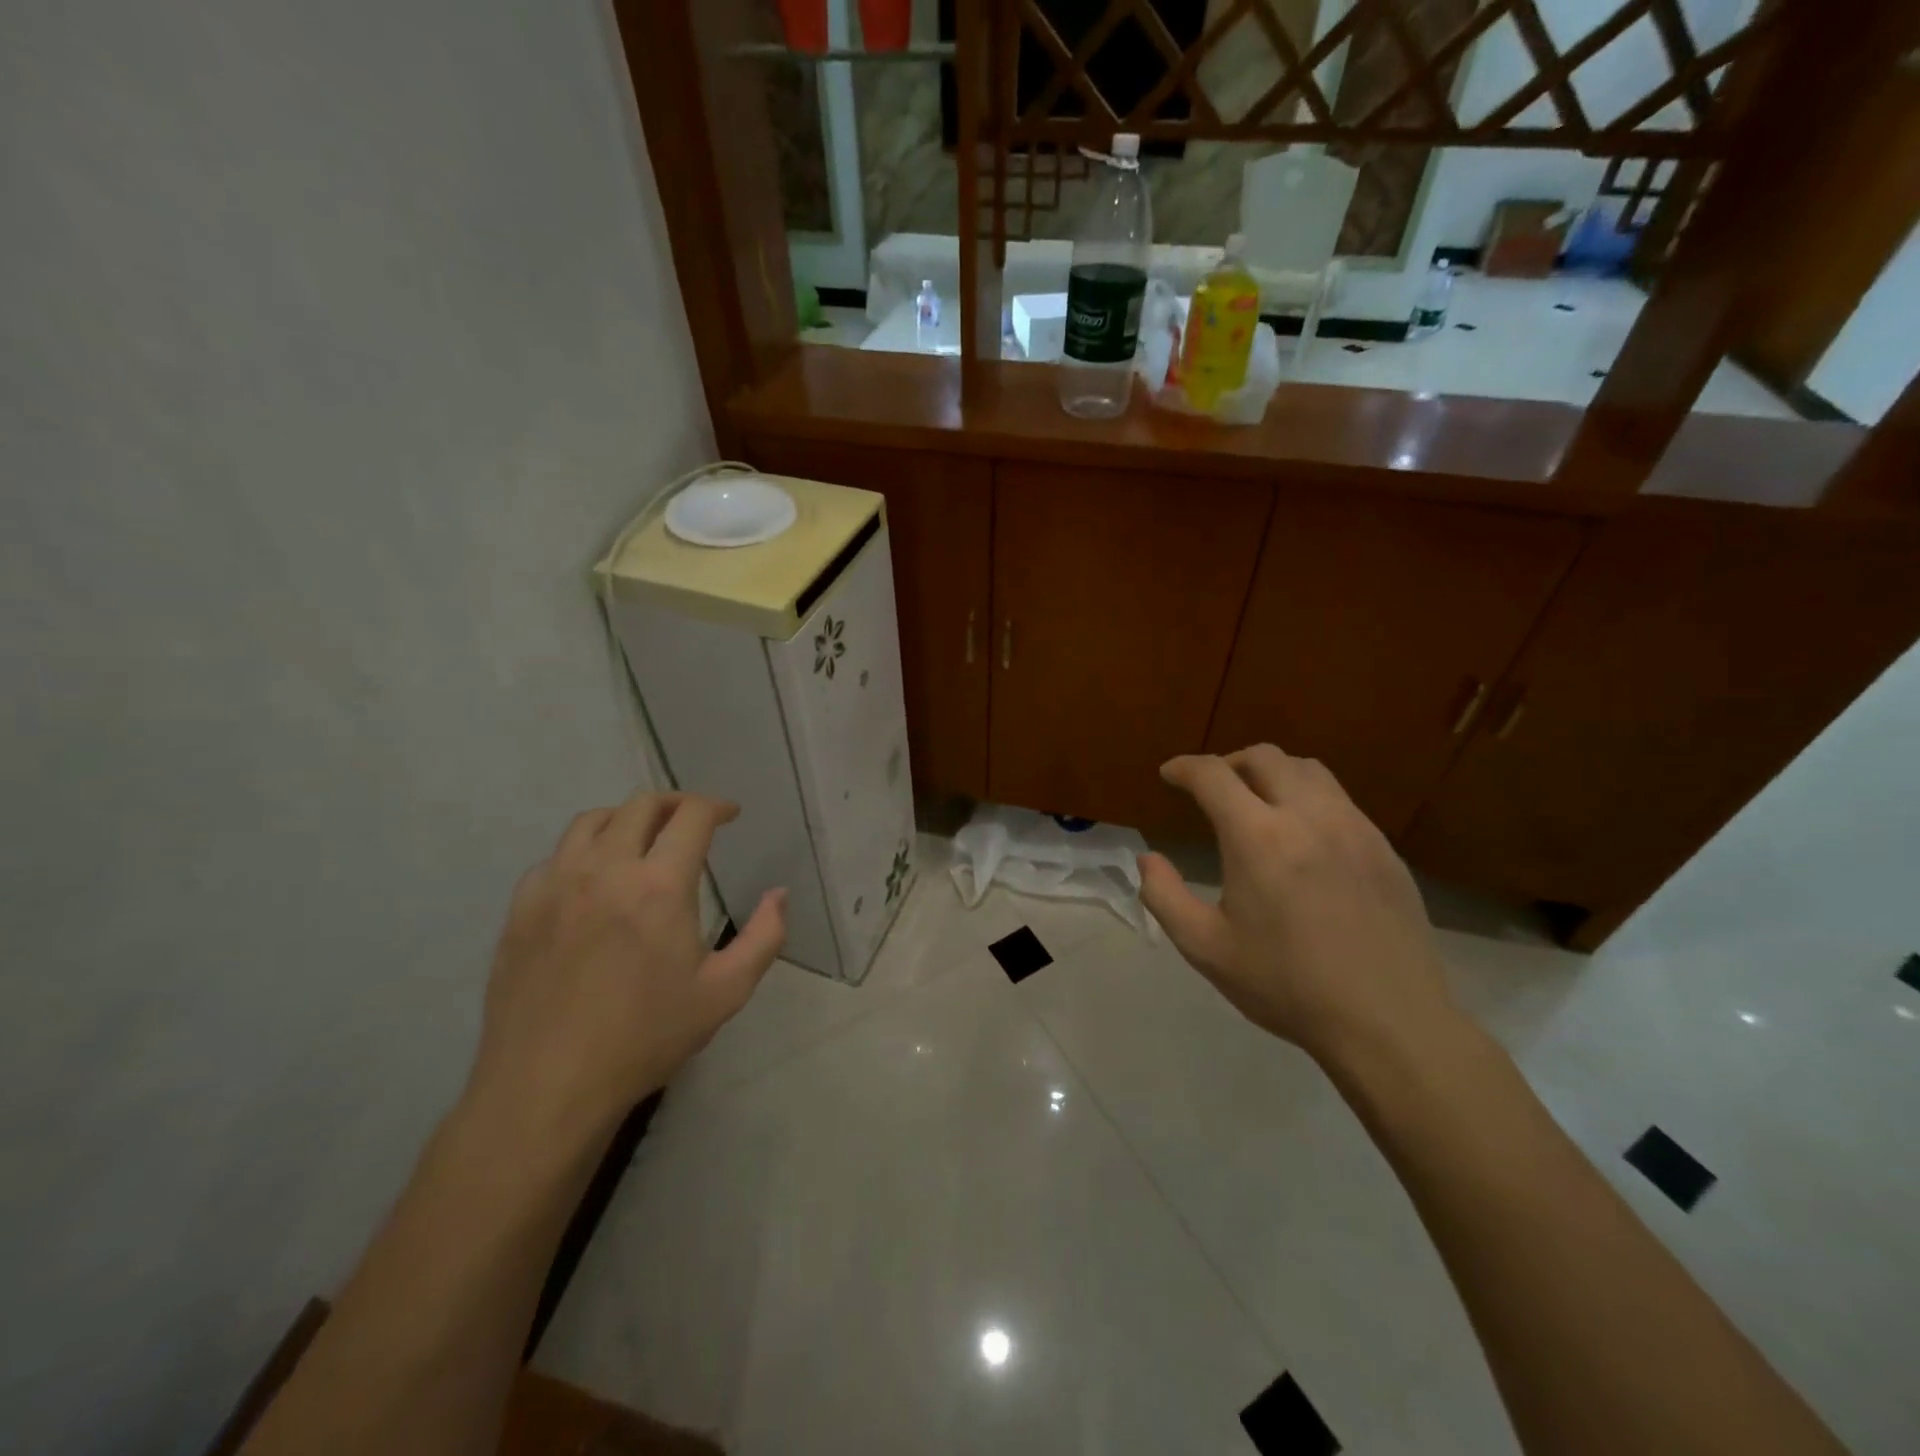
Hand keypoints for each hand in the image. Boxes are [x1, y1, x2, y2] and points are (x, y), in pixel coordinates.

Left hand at [464, 791, 785, 1143]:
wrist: (547, 1087)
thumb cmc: (645, 1038)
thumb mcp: (725, 993)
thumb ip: (764, 937)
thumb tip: (779, 894)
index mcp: (658, 886)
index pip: (690, 816)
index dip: (716, 805)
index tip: (730, 815)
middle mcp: (605, 870)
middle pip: (640, 805)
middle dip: (675, 803)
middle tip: (692, 820)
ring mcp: (555, 886)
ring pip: (591, 821)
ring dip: (626, 818)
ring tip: (643, 839)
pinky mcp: (521, 909)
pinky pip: (555, 857)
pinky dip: (583, 851)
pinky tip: (593, 880)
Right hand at [1138, 745, 1455, 1065]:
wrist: (1388, 1022)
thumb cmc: (1286, 986)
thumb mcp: (1205, 948)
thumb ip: (1164, 896)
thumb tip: (1148, 859)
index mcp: (1258, 838)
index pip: (1213, 775)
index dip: (1184, 768)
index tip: (1169, 774)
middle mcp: (1308, 817)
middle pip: (1265, 757)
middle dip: (1229, 762)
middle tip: (1211, 787)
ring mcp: (1354, 829)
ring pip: (1308, 770)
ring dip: (1272, 772)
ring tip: (1257, 799)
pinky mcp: (1384, 848)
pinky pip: (1340, 800)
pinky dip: (1308, 797)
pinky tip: (1303, 835)